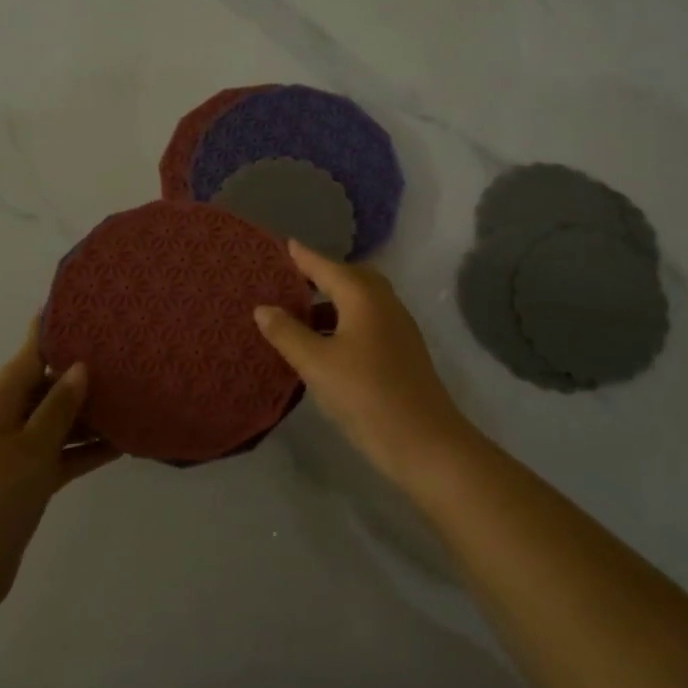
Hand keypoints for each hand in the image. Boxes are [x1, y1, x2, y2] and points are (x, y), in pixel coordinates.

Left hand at [0, 320, 118, 617]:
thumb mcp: (31, 447)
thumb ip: (58, 407)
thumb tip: (80, 367)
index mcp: (0, 402)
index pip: (30, 354)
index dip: (54, 330)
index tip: (84, 307)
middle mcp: (8, 420)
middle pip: (49, 386)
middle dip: (83, 372)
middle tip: (126, 354)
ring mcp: (19, 452)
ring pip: (60, 420)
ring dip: (91, 413)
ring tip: (134, 394)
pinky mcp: (30, 480)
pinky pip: (64, 453)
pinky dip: (88, 448)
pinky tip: (124, 443)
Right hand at [253, 241, 474, 482]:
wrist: (424, 441)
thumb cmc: (365, 395)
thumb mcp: (316, 364)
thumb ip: (287, 333)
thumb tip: (263, 308)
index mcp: (363, 297)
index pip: (325, 266)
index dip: (302, 257)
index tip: (280, 245)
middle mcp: (383, 303)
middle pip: (348, 278)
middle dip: (319, 276)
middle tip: (287, 282)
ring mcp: (397, 327)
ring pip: (359, 302)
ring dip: (330, 303)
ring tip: (297, 316)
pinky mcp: (401, 351)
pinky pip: (366, 322)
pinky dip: (343, 323)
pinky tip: (323, 346)